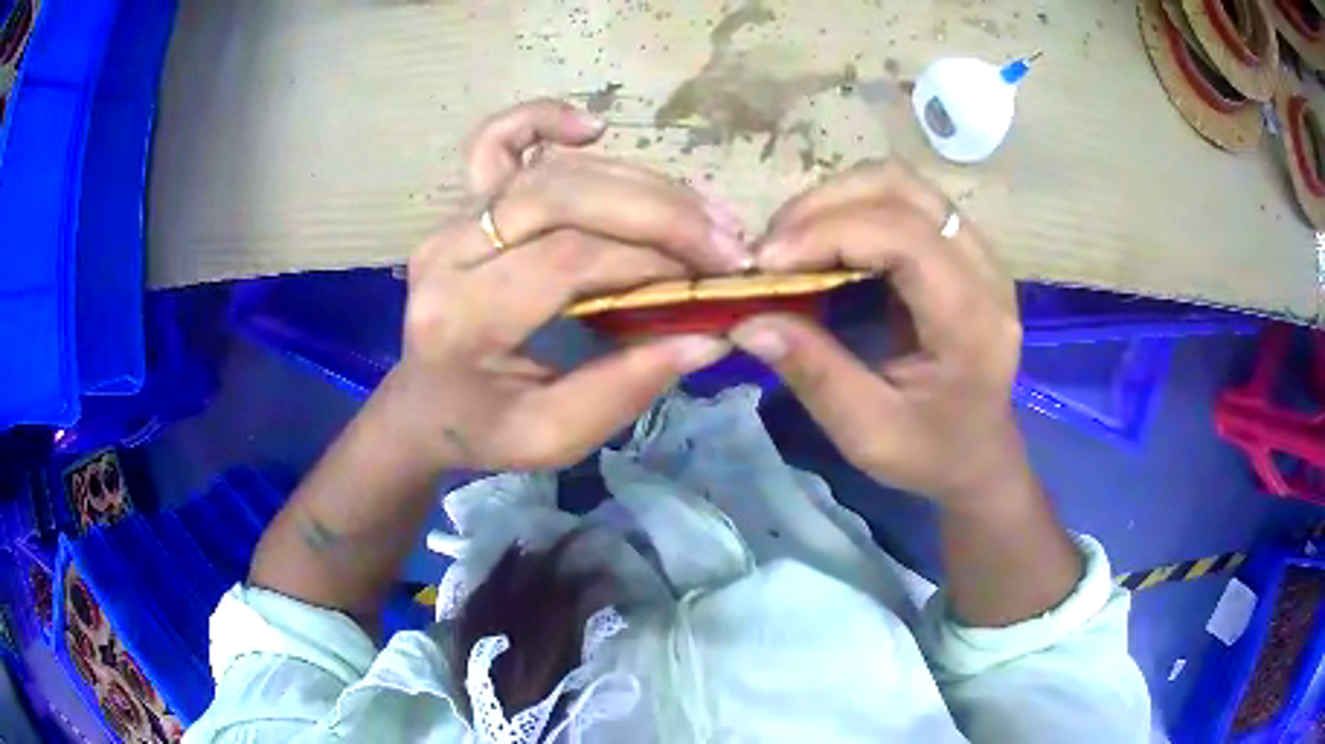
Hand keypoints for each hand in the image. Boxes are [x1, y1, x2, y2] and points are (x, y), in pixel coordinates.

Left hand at [374, 100, 744, 472]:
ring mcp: (452, 221)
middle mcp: (447, 254)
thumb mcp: (553, 437)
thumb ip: (626, 388)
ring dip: (639, 183)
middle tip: (725, 240)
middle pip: (561, 197)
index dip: (650, 258)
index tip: (714, 276)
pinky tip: (591, 127)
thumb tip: (711, 335)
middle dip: (659, 212)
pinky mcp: (461, 206)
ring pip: (553, 171)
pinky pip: (496, 142)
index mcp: (460, 320)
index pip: (566, 259)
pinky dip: (541, 119)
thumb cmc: (484, 427)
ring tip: (702, 212)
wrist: (425, 404)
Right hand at [729, 160, 1023, 504]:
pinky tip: (826, 244)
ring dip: (838, 199)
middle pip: (903, 190)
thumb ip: (814, 373)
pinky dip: (854, 209)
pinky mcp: (960, 248)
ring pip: (902, 184)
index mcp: (971, 321)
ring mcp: (977, 252)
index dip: (828, 235)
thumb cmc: (932, 453)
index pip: (904, 237)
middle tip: (773, 248)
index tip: (765, 264)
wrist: (980, 455)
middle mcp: (984, 270)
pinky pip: (904, 201)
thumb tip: (747, 320)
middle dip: (825, 205)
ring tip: (794, 241)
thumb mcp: (869, 433)